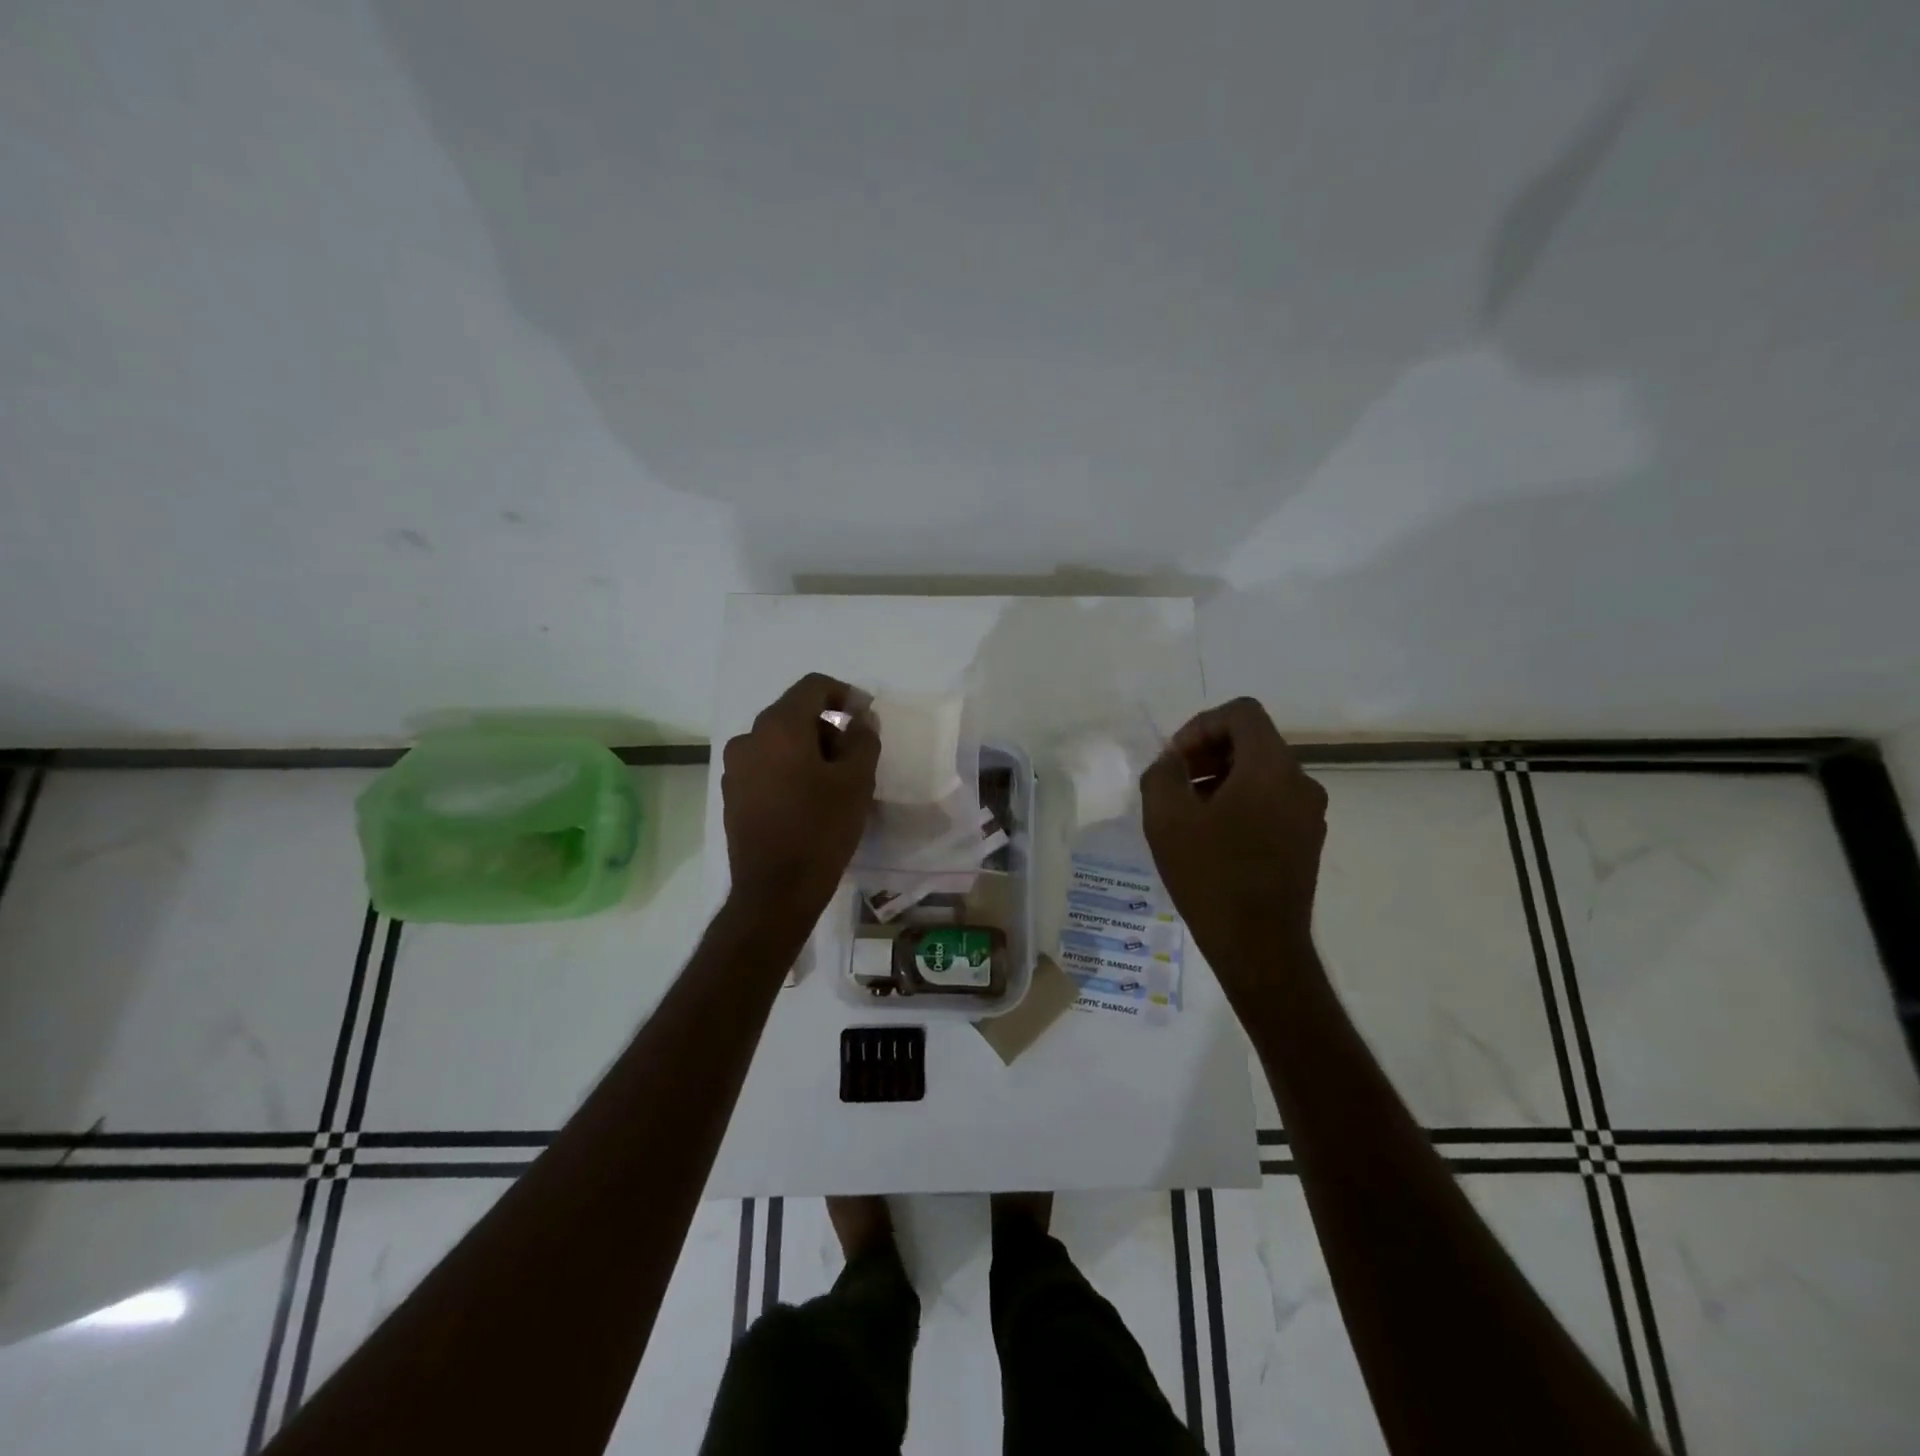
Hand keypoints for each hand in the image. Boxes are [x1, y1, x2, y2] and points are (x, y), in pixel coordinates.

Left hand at [722, 673, 879, 919]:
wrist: (775, 891)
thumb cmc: (821, 829)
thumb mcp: (856, 781)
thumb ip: (863, 739)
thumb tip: (862, 718)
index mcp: (778, 727)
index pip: (813, 687)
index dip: (844, 693)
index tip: (866, 715)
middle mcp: (749, 738)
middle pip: (794, 713)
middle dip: (828, 726)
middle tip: (856, 756)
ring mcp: (735, 768)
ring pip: (779, 741)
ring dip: (809, 749)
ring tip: (834, 782)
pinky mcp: (732, 794)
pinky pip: (766, 766)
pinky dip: (789, 769)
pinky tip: (809, 799)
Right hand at [1140, 697, 1327, 996]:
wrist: (1260, 947)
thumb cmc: (1211, 876)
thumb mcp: (1167, 819)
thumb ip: (1162, 773)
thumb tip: (1172, 762)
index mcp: (1271, 767)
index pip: (1241, 713)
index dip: (1200, 725)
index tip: (1174, 760)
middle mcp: (1300, 782)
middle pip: (1252, 741)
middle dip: (1207, 753)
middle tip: (1173, 785)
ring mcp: (1309, 814)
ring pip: (1261, 773)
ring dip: (1220, 779)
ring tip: (1188, 814)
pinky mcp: (1307, 841)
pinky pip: (1271, 801)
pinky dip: (1240, 803)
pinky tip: (1212, 838)